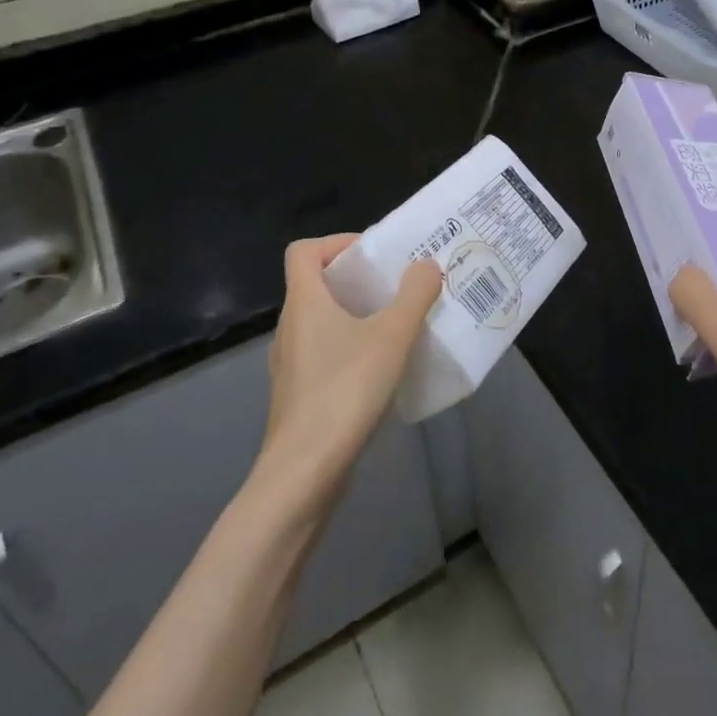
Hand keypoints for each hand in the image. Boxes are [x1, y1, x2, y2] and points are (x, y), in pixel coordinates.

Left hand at [256, 236, 442, 506]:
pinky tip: (382, 371)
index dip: (337, 242)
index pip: (303, 251)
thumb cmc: (346, 390)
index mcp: (304, 302)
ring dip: (356, 316)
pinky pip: (324, 354)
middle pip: (316, 285)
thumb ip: (414, 295)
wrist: (304, 473)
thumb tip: (426, 264)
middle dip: (357, 280)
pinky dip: (350, 349)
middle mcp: (290, 327)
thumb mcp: (392, 336)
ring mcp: (290, 364)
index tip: (374, 255)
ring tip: (396, 326)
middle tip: (397, 287)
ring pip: (321, 322)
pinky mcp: (298, 395)